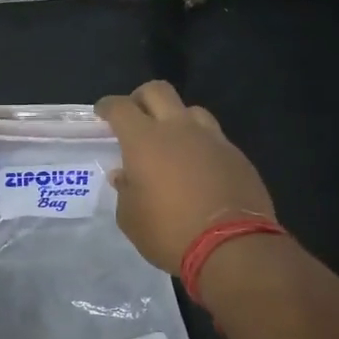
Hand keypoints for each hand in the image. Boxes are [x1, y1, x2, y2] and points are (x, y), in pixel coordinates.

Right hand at [96, 80, 276, 274]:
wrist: (231, 247)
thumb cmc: (169, 232)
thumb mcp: (131, 218)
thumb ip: (125, 190)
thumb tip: (125, 175)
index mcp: (144, 140)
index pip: (120, 107)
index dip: (107, 106)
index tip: (102, 113)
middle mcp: (178, 129)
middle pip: (157, 91)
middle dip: (141, 98)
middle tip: (135, 116)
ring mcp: (212, 139)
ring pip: (190, 110)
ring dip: (176, 119)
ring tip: (171, 142)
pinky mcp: (236, 155)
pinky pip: (213, 137)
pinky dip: (200, 144)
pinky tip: (197, 167)